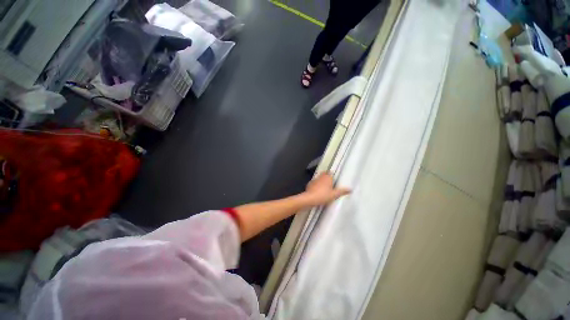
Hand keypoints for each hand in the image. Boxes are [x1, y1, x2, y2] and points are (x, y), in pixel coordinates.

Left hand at [304, 173, 350, 205]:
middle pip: (324, 174)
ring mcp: (314, 180)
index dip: (332, 175)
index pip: (330, 173)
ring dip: (321, 181)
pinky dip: (316, 185)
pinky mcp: (309, 184)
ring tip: (324, 187)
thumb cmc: (323, 196)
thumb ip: (342, 191)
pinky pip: (314, 183)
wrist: (310, 199)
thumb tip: (350, 189)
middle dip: (326, 177)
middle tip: (330, 183)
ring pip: (319, 178)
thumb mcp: (334, 195)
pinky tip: (317, 191)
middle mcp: (321, 177)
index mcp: (327, 177)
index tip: (333, 179)